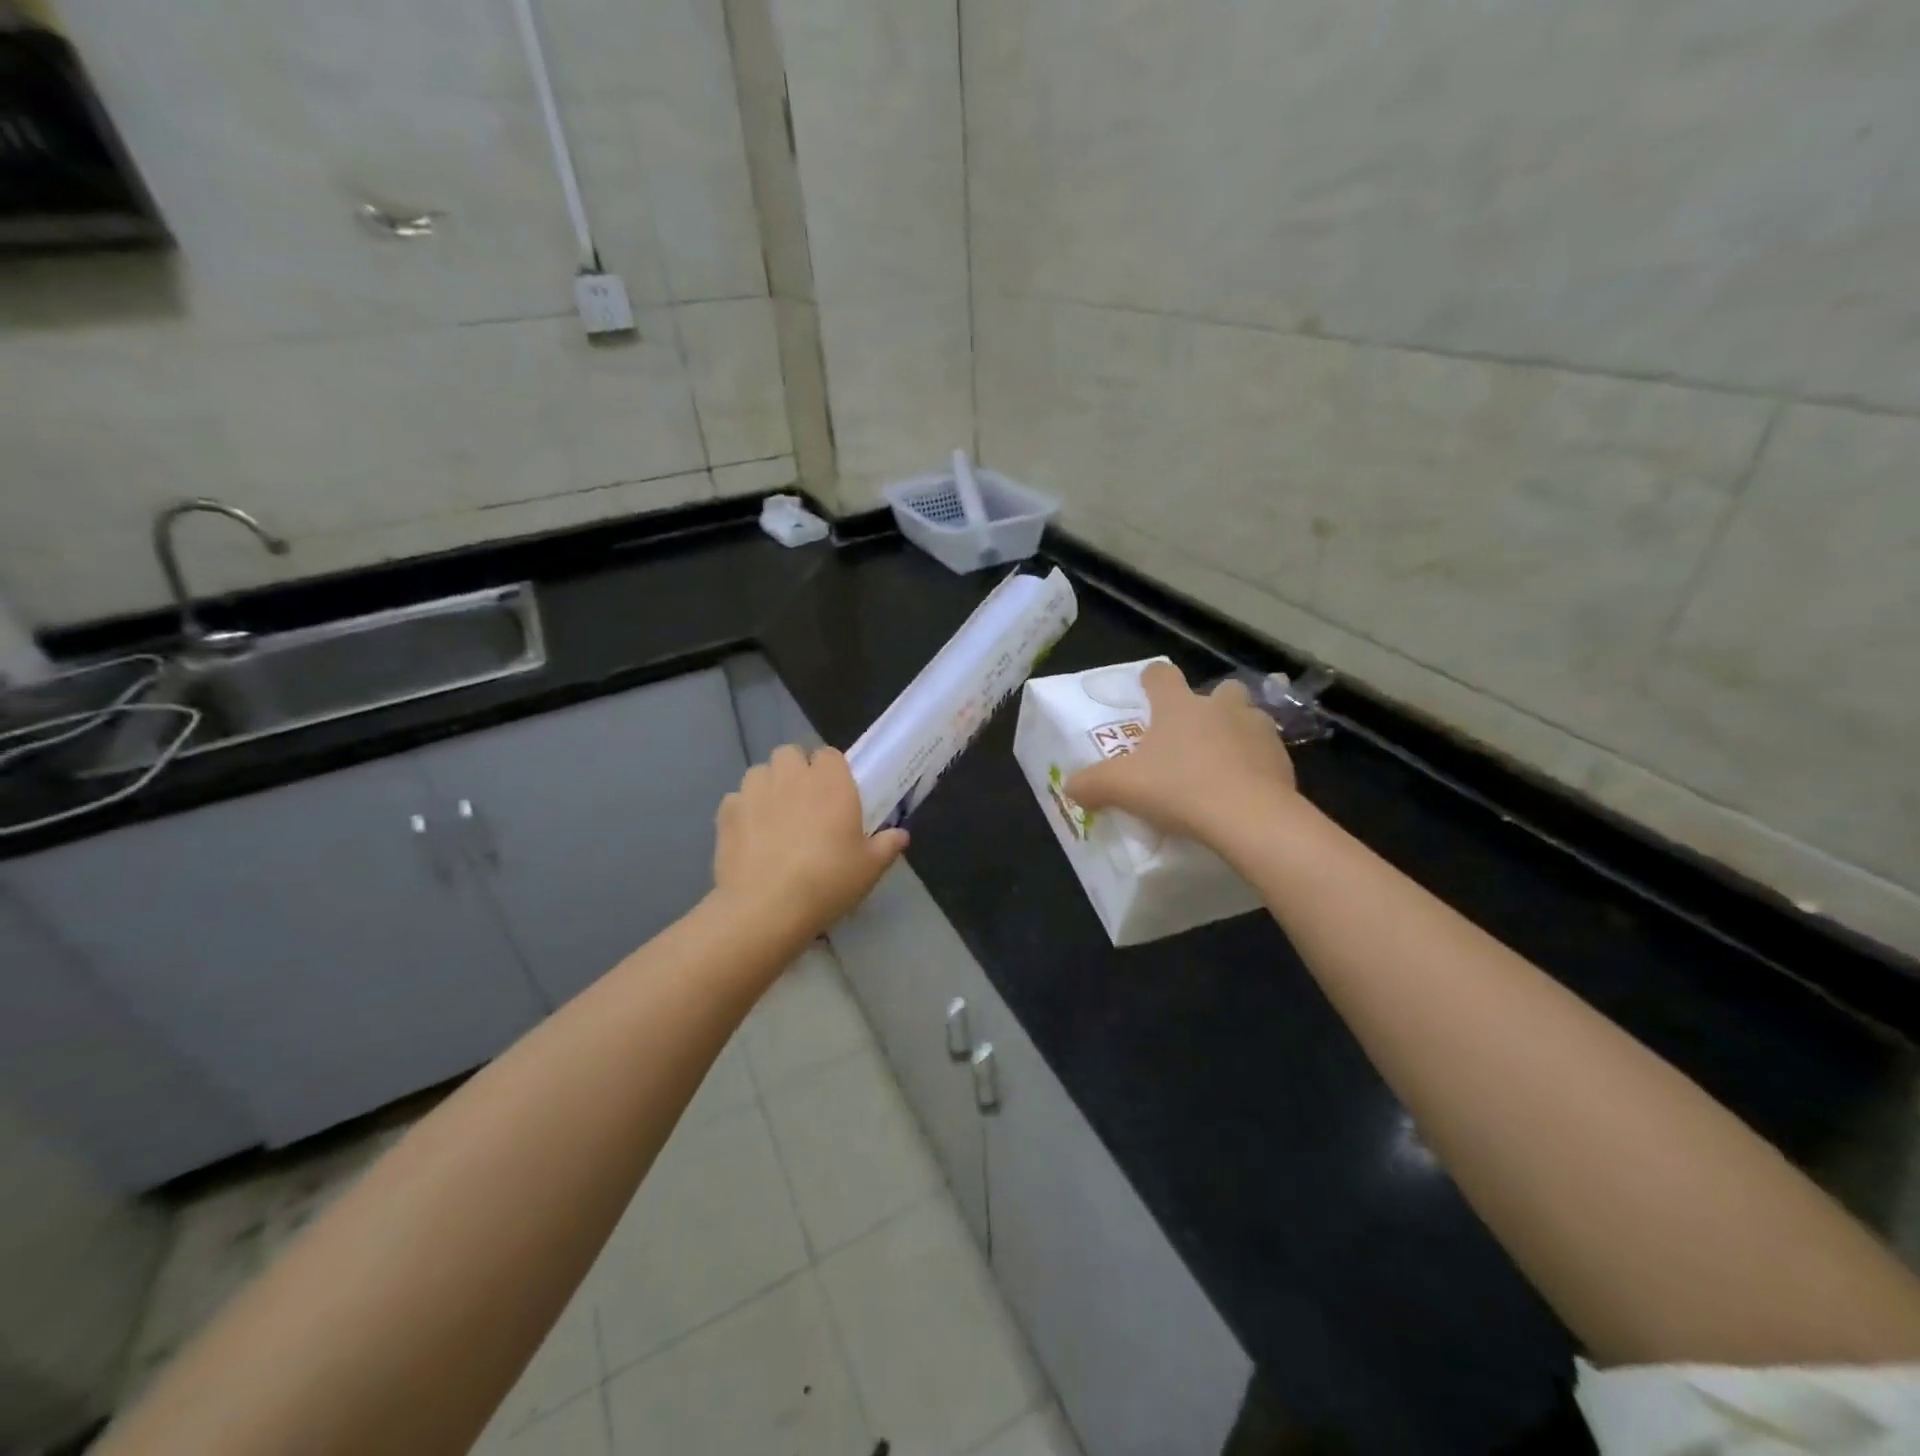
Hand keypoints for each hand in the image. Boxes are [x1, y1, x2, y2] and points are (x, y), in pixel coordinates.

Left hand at [712, 745, 907, 942]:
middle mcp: (791, 775)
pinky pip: (736, 800)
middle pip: (790, 754)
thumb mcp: (869, 869)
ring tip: (774, 818)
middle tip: (805, 804)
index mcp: (830, 781)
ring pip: (761, 772)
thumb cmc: (828, 881)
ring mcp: (754, 790)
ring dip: (769, 786)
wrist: (766, 908)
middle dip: (796, 771)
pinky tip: (751, 838)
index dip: (831, 771)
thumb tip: (900, 835)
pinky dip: (743, 812)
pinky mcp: (726, 811)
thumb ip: (887, 846)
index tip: (835, 795)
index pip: (830, 754)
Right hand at [1065, 662, 1296, 846]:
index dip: (1151, 679)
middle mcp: (1220, 708)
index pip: (1162, 676)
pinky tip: (1242, 791)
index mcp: (1179, 706)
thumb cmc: (1179, 789)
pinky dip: (1255, 766)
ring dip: (1235, 733)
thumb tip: (1069, 787)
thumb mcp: (1122, 788)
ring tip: (1220, 764)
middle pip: (1219, 690)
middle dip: (1209, 705)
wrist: (1250, 818)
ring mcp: (1257, 730)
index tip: (1146, 688)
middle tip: (1192, 734)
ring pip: (1247, 719)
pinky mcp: (1282, 759)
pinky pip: (1265, 754)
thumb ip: (1091, 784)